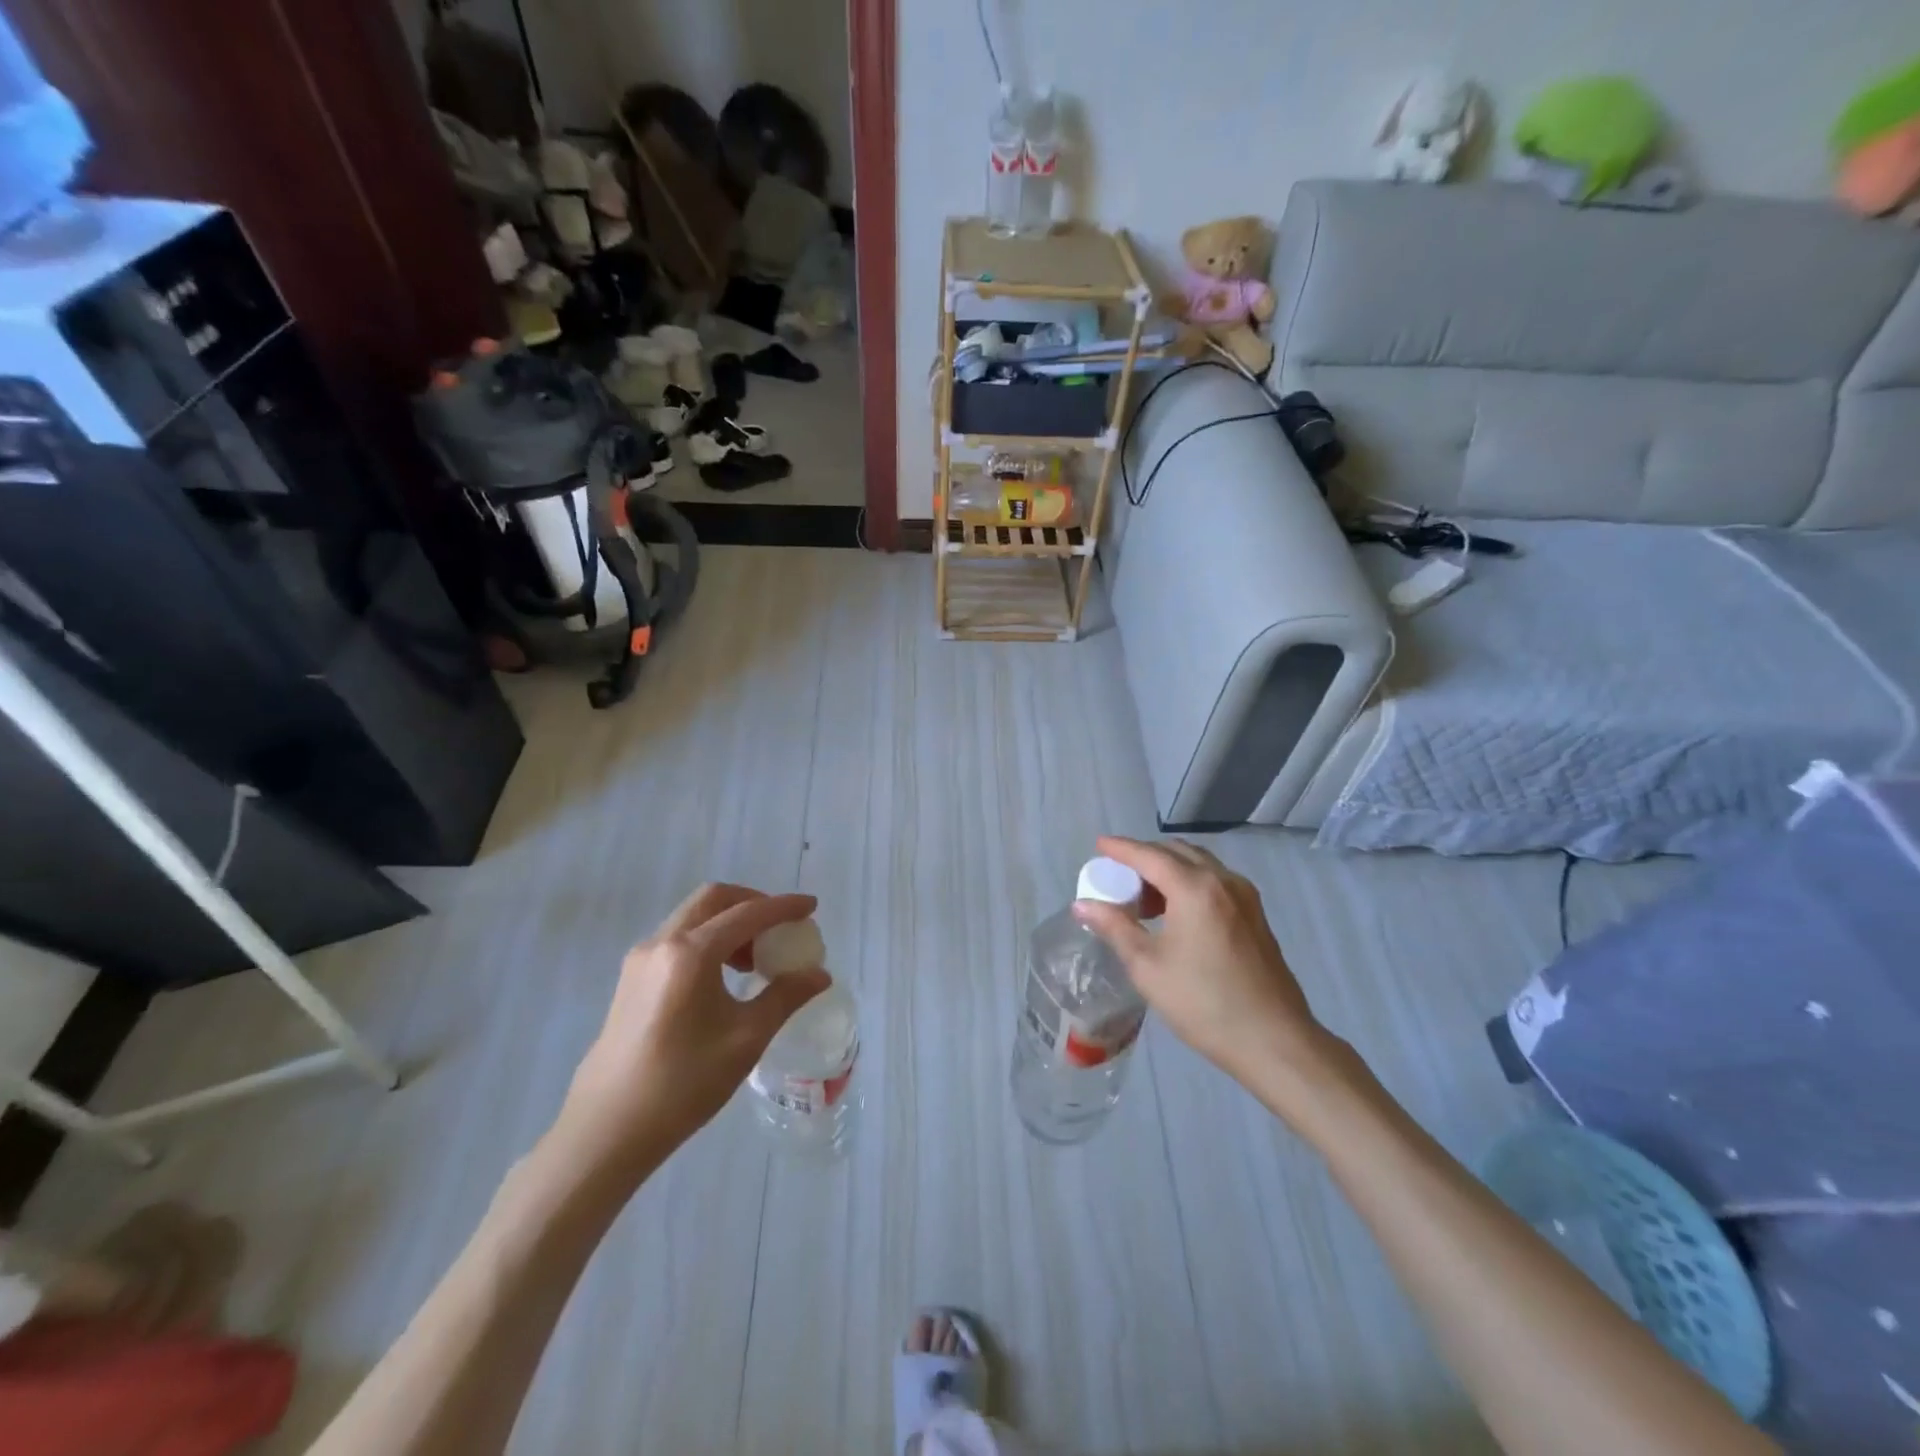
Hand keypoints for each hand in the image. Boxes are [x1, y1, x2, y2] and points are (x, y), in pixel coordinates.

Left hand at [556, 884, 829, 1173]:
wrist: (607, 1130)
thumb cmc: (682, 1083)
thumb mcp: (745, 1039)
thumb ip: (785, 997)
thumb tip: (819, 974)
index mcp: (690, 953)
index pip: (747, 914)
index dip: (783, 907)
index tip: (812, 906)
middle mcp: (662, 942)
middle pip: (714, 899)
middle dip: (752, 903)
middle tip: (781, 926)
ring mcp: (641, 958)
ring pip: (693, 917)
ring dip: (729, 922)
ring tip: (756, 958)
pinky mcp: (631, 978)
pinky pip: (678, 938)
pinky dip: (708, 939)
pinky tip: (724, 976)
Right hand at [1074, 837, 1341, 1103]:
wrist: (1273, 1041)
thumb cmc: (1203, 1002)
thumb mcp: (1147, 966)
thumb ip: (1115, 927)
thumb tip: (1083, 904)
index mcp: (1195, 888)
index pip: (1149, 855)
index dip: (1121, 848)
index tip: (1099, 844)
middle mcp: (1223, 881)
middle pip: (1177, 852)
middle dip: (1145, 857)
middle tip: (1118, 877)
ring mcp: (1245, 896)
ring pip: (1199, 864)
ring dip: (1169, 869)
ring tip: (1144, 899)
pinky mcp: (1255, 915)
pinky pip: (1215, 881)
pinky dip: (1190, 882)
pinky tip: (1176, 913)